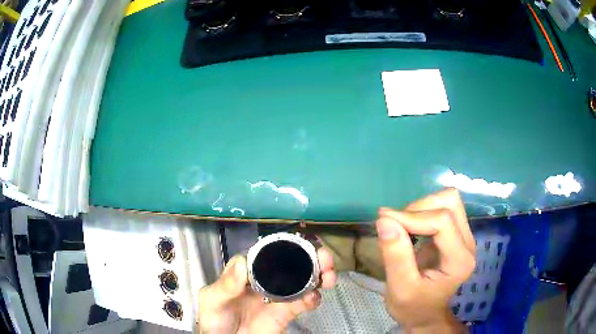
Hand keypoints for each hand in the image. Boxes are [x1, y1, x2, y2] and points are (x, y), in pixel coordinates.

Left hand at [196, 249, 335, 333]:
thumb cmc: (215, 318)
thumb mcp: (212, 300)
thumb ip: (226, 285)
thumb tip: (242, 263)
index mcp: (246, 271)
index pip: (267, 253)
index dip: (285, 246)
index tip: (300, 245)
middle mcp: (265, 279)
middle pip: (291, 263)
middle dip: (311, 257)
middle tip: (324, 258)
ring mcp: (278, 296)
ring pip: (304, 280)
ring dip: (319, 275)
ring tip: (328, 276)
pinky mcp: (287, 312)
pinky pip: (304, 303)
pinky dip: (313, 298)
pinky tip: (313, 298)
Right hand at [376, 188, 475, 332]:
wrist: (425, 314)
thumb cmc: (413, 307)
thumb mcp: (399, 288)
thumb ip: (395, 256)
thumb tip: (384, 220)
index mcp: (459, 260)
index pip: (442, 221)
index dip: (412, 217)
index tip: (384, 220)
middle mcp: (468, 243)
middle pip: (449, 203)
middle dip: (418, 208)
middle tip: (394, 225)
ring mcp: (464, 236)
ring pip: (447, 200)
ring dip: (421, 207)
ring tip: (402, 226)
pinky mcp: (456, 233)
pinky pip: (442, 208)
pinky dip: (422, 212)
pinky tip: (409, 228)